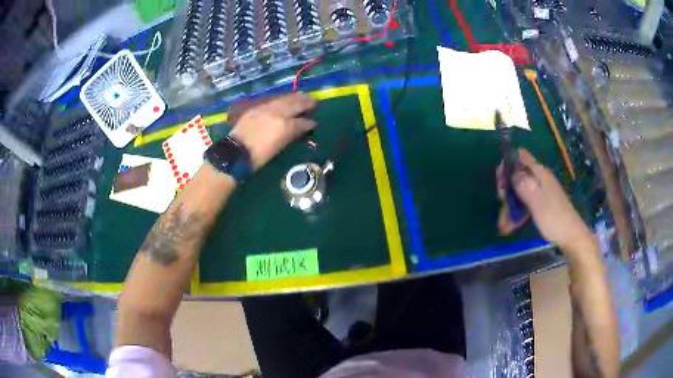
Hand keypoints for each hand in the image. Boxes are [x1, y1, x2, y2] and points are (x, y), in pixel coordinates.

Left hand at [229, 94, 316, 170]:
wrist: (236, 153)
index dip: (310, 123)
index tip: (314, 123)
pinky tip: (285, 100)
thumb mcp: (278, 148)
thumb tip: (299, 129)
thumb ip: (290, 135)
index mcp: (284, 126)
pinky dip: (282, 99)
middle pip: (295, 104)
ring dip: (295, 98)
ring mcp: (266, 108)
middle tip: (314, 102)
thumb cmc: (259, 157)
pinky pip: (273, 100)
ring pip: (284, 99)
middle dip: (306, 102)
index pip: (302, 122)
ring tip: (302, 97)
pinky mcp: (257, 108)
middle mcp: (277, 113)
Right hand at [498, 149, 592, 249]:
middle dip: (507, 190)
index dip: (507, 164)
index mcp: (539, 173)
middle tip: (502, 205)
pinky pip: (525, 204)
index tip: (500, 182)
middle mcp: (539, 178)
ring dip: (510, 206)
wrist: (571, 236)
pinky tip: (510, 227)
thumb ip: (523, 184)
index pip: (520, 156)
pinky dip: (517, 213)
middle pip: (517, 176)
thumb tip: (510, 170)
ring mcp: (540, 192)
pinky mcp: (541, 204)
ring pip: (519, 193)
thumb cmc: (554, 218)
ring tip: (503, 225)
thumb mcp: (536, 200)